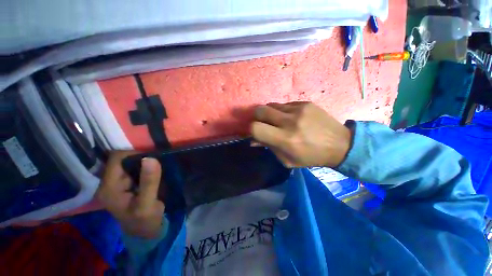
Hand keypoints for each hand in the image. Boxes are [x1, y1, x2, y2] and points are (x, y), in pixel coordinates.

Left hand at [96, 151, 164, 237]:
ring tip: (158, 166)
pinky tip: (154, 171)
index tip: (153, 157)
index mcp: (109, 187)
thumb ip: (149, 182)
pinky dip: (145, 167)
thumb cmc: (145, 220)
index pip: (117, 159)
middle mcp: (109, 183)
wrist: (145, 230)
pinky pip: (134, 169)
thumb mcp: (147, 204)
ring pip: (129, 163)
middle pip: (122, 160)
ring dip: (144, 162)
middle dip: (140, 157)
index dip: (134, 154)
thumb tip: (150, 158)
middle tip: (157, 162)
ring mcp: (117, 183)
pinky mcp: (126, 184)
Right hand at [251, 102, 351, 167]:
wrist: (340, 144)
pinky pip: (284, 104)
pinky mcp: (305, 103)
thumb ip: (268, 147)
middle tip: (263, 123)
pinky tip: (291, 118)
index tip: (255, 132)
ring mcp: (298, 109)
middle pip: (260, 110)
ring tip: (277, 121)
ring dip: (269, 113)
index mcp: (285, 139)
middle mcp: (290, 121)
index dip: (251, 130)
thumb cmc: (311, 156)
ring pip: (271, 105)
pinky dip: (282, 111)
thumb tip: (253, 140)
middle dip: (257, 117)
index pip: (256, 128)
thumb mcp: (287, 159)